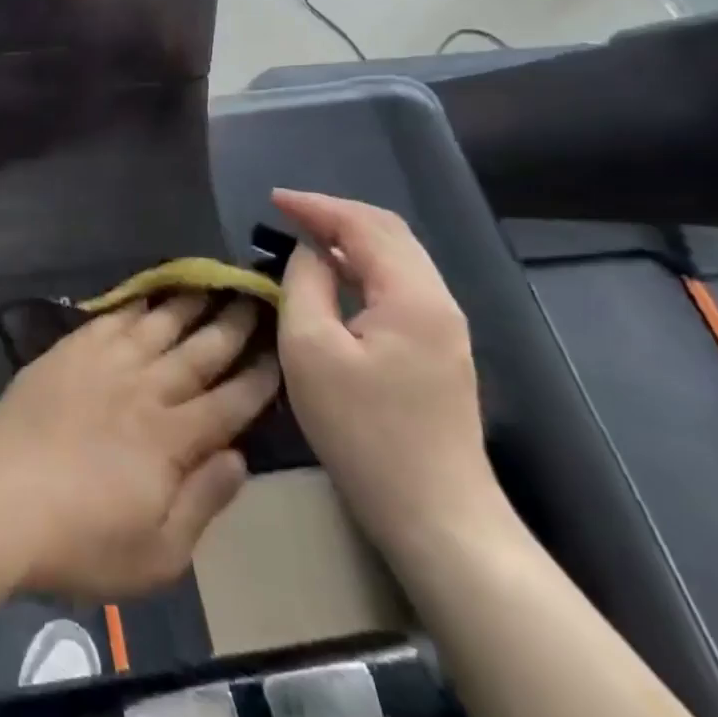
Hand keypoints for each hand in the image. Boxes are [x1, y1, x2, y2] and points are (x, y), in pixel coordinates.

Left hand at [0, 296, 279, 599]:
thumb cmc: (81, 541)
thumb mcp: (158, 554)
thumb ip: (203, 501)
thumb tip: (238, 458)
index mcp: (172, 438)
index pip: (229, 402)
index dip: (258, 379)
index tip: (278, 354)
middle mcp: (144, 390)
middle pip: (198, 352)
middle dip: (232, 327)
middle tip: (255, 299)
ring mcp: (103, 365)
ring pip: (157, 326)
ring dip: (187, 305)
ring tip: (209, 284)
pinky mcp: (67, 354)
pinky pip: (109, 320)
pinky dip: (132, 306)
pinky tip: (144, 297)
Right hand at [272, 190, 502, 558]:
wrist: (436, 516)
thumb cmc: (364, 432)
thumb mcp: (311, 350)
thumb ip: (305, 285)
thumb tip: (307, 252)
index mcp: (412, 296)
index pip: (363, 225)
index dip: (316, 206)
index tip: (273, 200)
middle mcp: (438, 301)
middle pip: (389, 232)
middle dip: (336, 214)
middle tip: (287, 212)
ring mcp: (444, 328)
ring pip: (397, 258)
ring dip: (350, 238)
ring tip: (304, 236)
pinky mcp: (439, 350)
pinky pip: (398, 285)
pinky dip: (362, 266)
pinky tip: (335, 276)